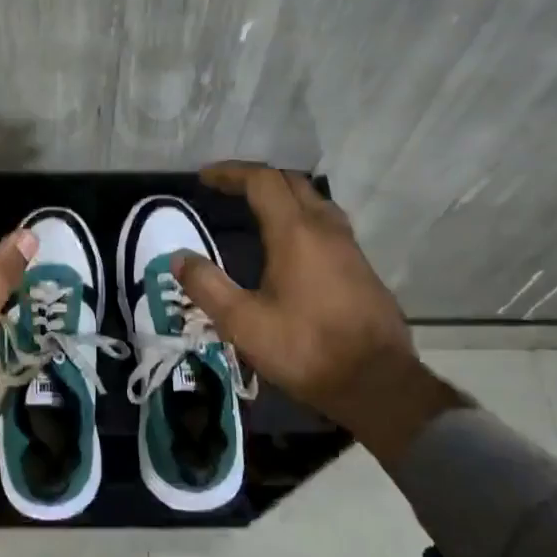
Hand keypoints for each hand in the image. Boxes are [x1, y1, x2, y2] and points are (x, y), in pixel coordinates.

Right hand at [171, 162, 460, 463]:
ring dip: (283, 196)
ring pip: (315, 201)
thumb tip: (178, 258)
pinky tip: (292, 245)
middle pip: (291, 182)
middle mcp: (326, 229)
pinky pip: (328, 224)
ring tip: (257, 210)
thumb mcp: (243, 323)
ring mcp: (349, 247)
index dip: (231, 173)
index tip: (205, 177)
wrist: (378, 384)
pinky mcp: (362, 268)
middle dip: (256, 178)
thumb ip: (207, 286)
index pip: (262, 181)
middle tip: (228, 189)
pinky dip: (302, 217)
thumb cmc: (306, 349)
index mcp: (295, 233)